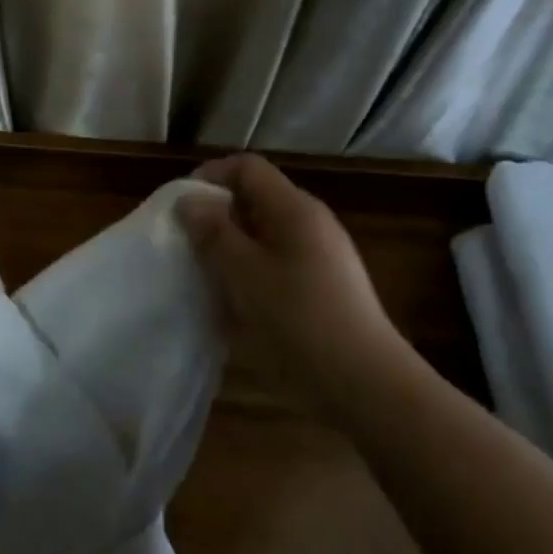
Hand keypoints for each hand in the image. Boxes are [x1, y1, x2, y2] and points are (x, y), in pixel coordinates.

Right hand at [177, 155, 399, 410]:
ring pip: (265, 235)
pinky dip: (253, 275)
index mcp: (293, 207)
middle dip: (217, 219)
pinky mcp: (326, 287)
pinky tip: (239, 310)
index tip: (182, 208)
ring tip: (209, 281)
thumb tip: (189, 201)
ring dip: (232, 251)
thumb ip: (213, 232)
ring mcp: (323, 255)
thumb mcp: (244, 273)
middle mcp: (310, 221)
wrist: (369, 386)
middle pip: (255, 199)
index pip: (246, 167)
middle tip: (190, 248)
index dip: (210, 177)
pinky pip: (279, 264)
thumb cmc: (299, 320)